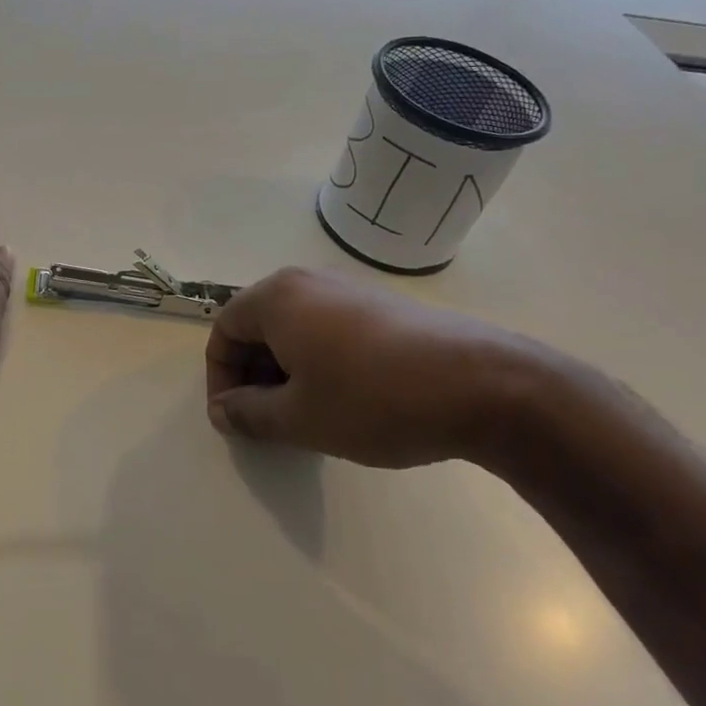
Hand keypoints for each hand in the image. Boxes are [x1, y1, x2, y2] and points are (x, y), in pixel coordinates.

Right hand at [205, 267, 543, 468]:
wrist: (484, 384)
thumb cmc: (373, 398)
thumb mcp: (299, 417)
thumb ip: (249, 414)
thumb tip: (224, 411)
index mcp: (277, 298)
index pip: (224, 331)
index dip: (220, 379)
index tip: (235, 421)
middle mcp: (308, 282)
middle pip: (258, 327)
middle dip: (253, 376)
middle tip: (268, 422)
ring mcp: (350, 290)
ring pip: (294, 330)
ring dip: (286, 373)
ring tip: (306, 416)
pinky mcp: (383, 307)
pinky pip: (329, 330)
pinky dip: (319, 363)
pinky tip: (346, 400)